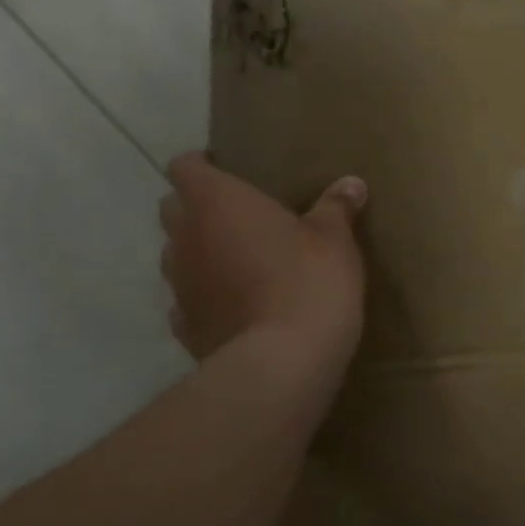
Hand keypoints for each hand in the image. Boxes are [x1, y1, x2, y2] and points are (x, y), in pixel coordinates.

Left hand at [158, 153, 367, 371]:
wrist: (283, 360)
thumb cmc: (309, 280)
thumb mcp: (334, 238)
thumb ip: (336, 207)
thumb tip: (352, 184)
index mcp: (216, 202)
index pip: (185, 167)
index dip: (202, 165)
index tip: (228, 170)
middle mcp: (186, 237)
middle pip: (173, 208)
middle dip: (198, 208)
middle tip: (239, 215)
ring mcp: (179, 285)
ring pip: (176, 255)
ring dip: (200, 252)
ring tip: (239, 260)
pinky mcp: (184, 326)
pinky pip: (187, 300)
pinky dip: (206, 295)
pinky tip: (236, 304)